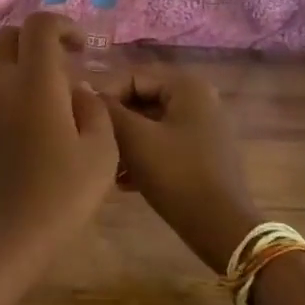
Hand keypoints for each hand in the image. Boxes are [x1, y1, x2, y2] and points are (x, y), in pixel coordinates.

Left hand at [0, 12, 118, 256]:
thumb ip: (94, 111)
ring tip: (59, 104)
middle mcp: (1, 85)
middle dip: (38, 39)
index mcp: (33, 82)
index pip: (38, 25)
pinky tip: (39, 130)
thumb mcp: (101, 153)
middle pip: (8, 36)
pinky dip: (15, 94)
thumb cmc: (59, 195)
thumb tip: (79, 93)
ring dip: (26, 69)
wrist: (0, 236)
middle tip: (66, 65)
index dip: (62, 25)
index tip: (82, 48)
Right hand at [103, 68, 258, 269]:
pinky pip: (164, 143)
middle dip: (115, 123)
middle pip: (141, 100)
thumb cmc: (176, 174)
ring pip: (150, 125)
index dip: (104, 97)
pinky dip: (143, 156)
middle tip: (94, 145)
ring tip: (107, 166)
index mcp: (187, 86)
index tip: (84, 122)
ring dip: (125, 142)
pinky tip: (124, 181)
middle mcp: (199, 100)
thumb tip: (83, 90)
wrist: (220, 227)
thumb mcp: (134, 138)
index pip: (131, 77)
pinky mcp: (203, 154)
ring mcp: (204, 128)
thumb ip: (107, 110)